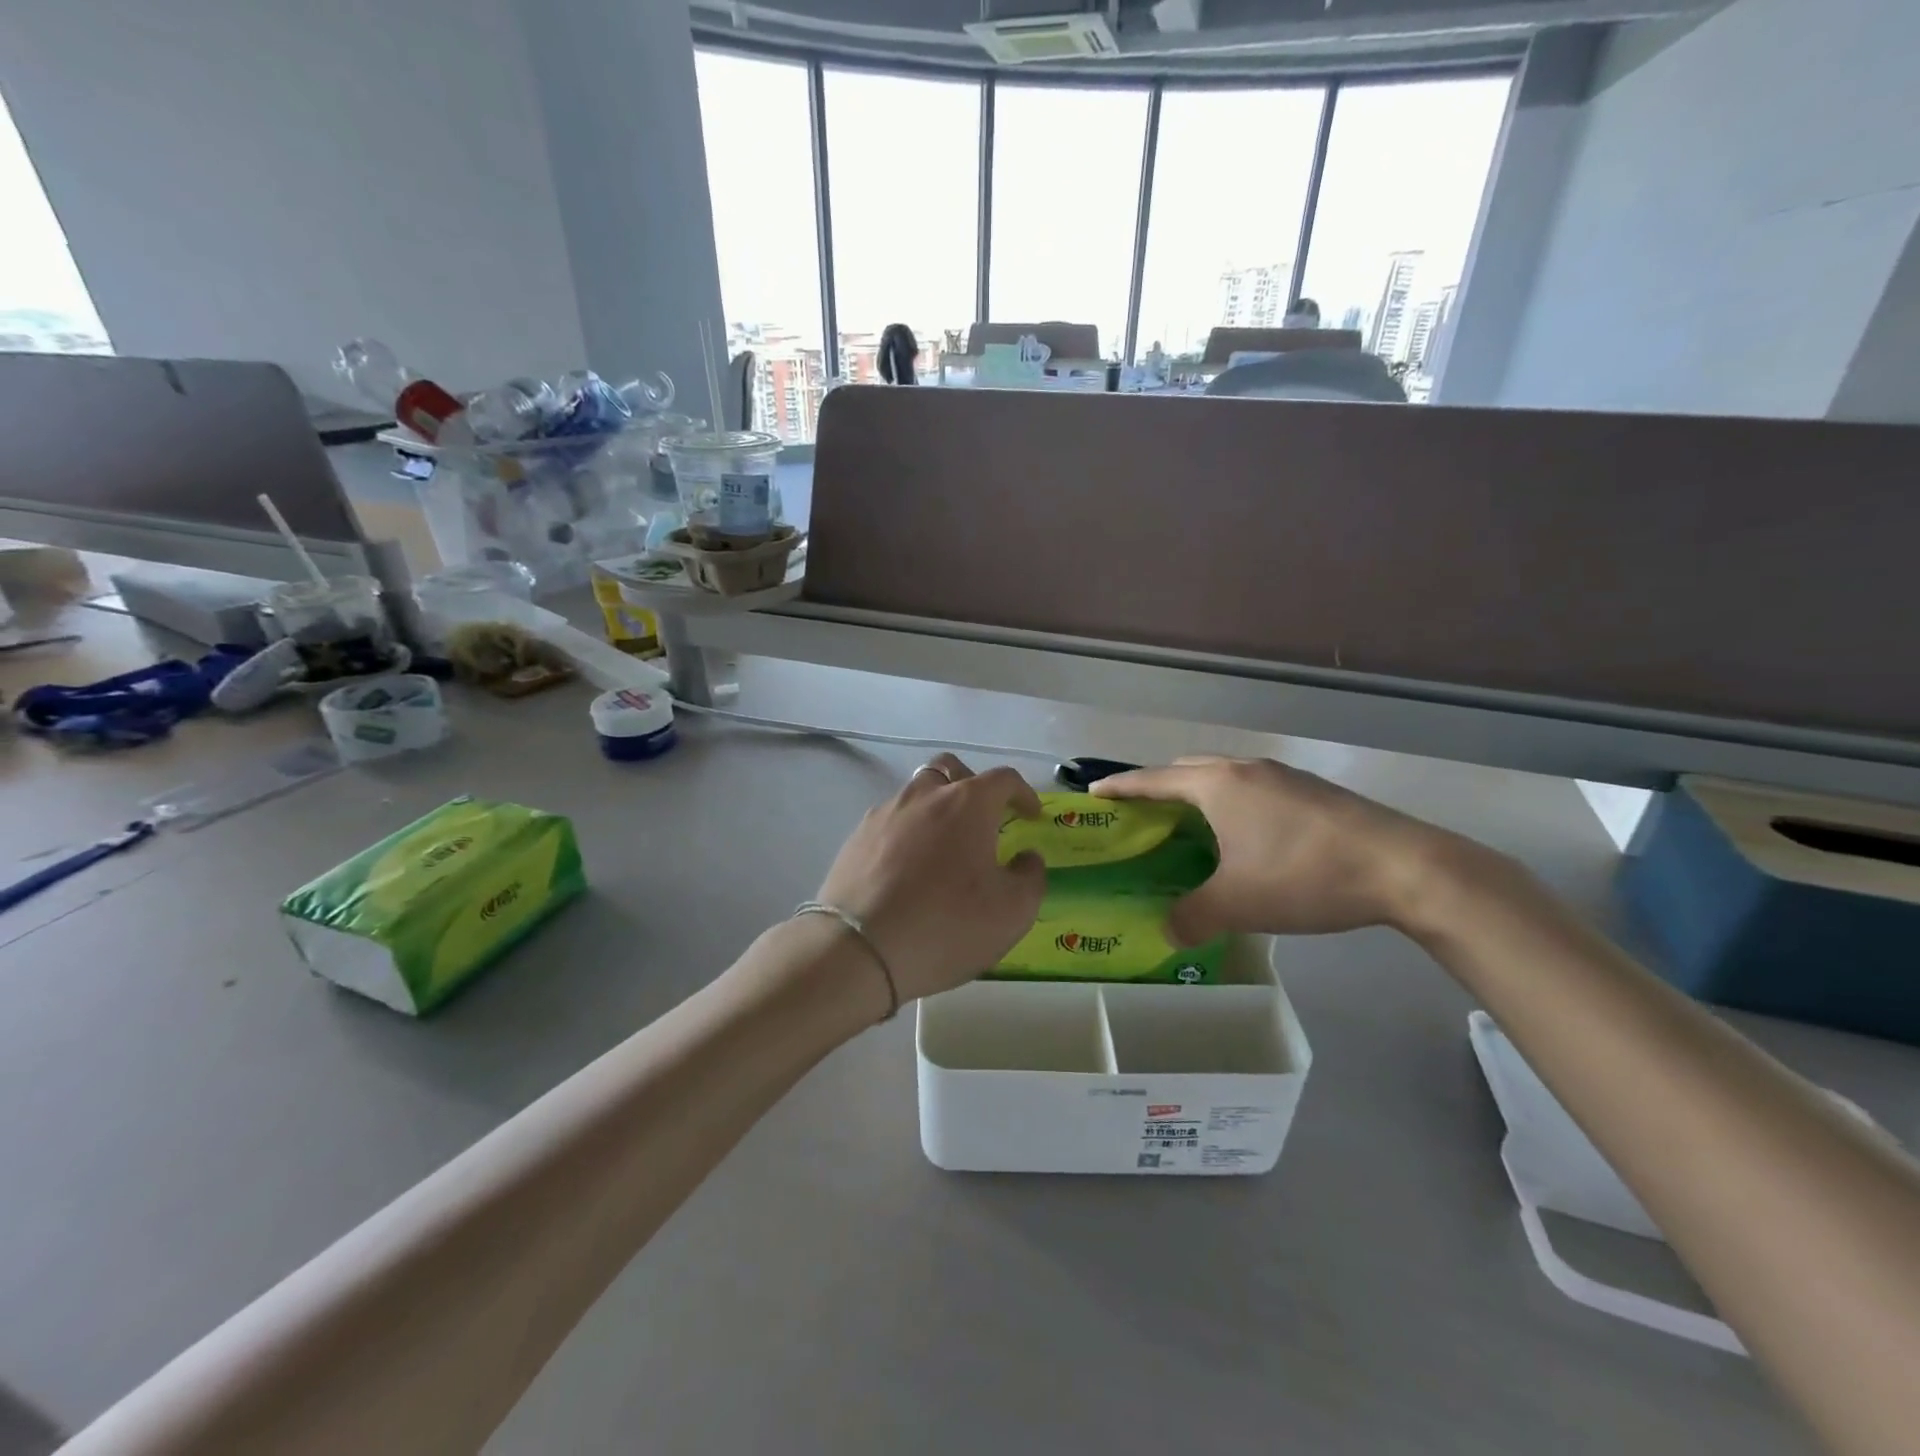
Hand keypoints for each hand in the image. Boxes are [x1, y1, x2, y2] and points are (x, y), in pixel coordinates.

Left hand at [815, 754, 1047, 1002]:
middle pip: (950, 769)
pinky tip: (908, 866)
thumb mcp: (1012, 911)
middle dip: (972, 784)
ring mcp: (885, 813)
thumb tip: (1026, 858)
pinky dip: (908, 831)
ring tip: (944, 845)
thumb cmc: (947, 925)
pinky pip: (891, 820)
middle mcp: (924, 796)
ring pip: (916, 793)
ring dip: (936, 807)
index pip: (1003, 779)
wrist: (858, 950)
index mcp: (968, 803)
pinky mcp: (856, 837)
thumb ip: (1030, 876)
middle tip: (984, 816)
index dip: (1023, 793)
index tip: (1031, 814)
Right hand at [1092, 756, 1463, 941]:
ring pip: (1225, 776)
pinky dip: (1233, 804)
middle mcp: (1246, 769)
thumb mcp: (1237, 904)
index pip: (1153, 780)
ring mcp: (1284, 776)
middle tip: (1143, 816)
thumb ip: (1192, 918)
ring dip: (1200, 795)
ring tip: (1191, 829)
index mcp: (1217, 785)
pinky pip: (1254, 789)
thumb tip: (1167, 934)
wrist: (1403, 868)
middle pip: (1188, 768)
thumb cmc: (1303, 875)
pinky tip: (1246, 839)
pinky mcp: (1313, 791)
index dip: (1120, 787)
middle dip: (1159, 787)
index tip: (1094, 792)